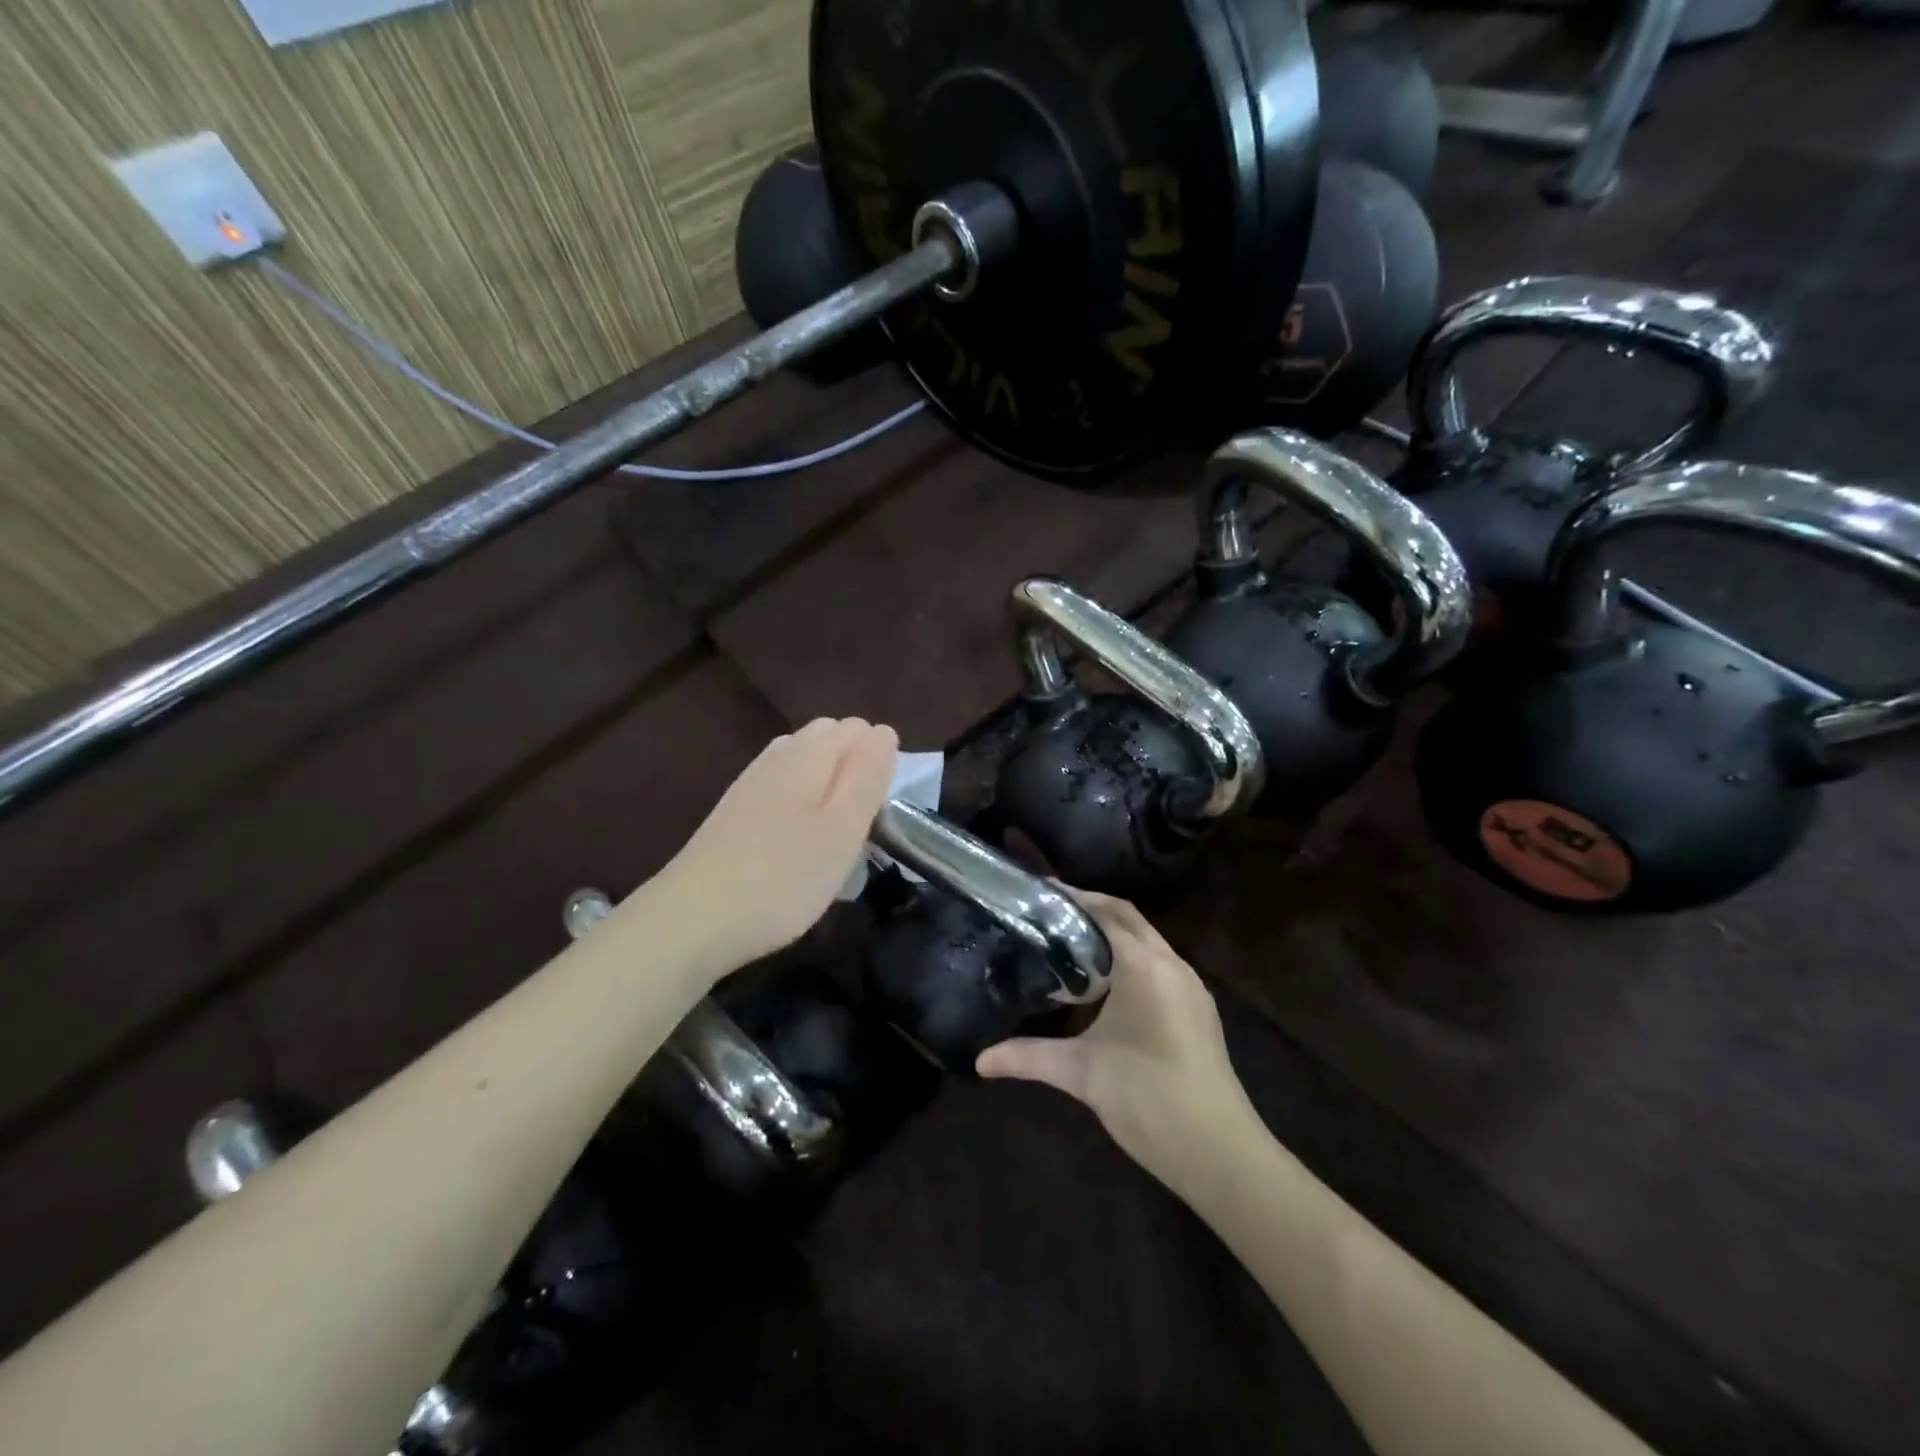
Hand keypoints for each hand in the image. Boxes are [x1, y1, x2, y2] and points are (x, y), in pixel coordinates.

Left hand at [650, 717, 897, 972]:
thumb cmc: (785, 876)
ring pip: (800, 762)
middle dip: (853, 766)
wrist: (694, 919)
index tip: (881, 807)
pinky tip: (797, 836)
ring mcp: (750, 783)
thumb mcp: (843, 828)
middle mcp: (777, 757)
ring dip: (825, 783)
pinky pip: (777, 786)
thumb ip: (867, 776)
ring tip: (834, 829)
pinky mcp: (732, 812)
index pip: (857, 729)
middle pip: (826, 738)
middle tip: (861, 820)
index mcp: (809, 754)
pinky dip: (798, 800)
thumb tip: (883, 732)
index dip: (879, 759)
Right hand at [977, 889, 1262, 1198]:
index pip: (1106, 912)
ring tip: (1071, 942)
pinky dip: (1131, 956)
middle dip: (1093, 908)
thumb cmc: (1147, 1098)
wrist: (1219, 1151)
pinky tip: (1106, 984)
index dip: (1073, 898)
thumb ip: (1028, 1057)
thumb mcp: (1081, 1073)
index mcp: (1144, 966)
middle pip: (1129, 918)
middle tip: (1050, 912)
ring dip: (1114, 932)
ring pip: (1148, 940)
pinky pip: (1160, 964)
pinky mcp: (1198, 1008)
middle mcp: (1172, 965)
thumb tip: (980, 1060)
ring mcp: (1190, 986)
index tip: (1040, 893)